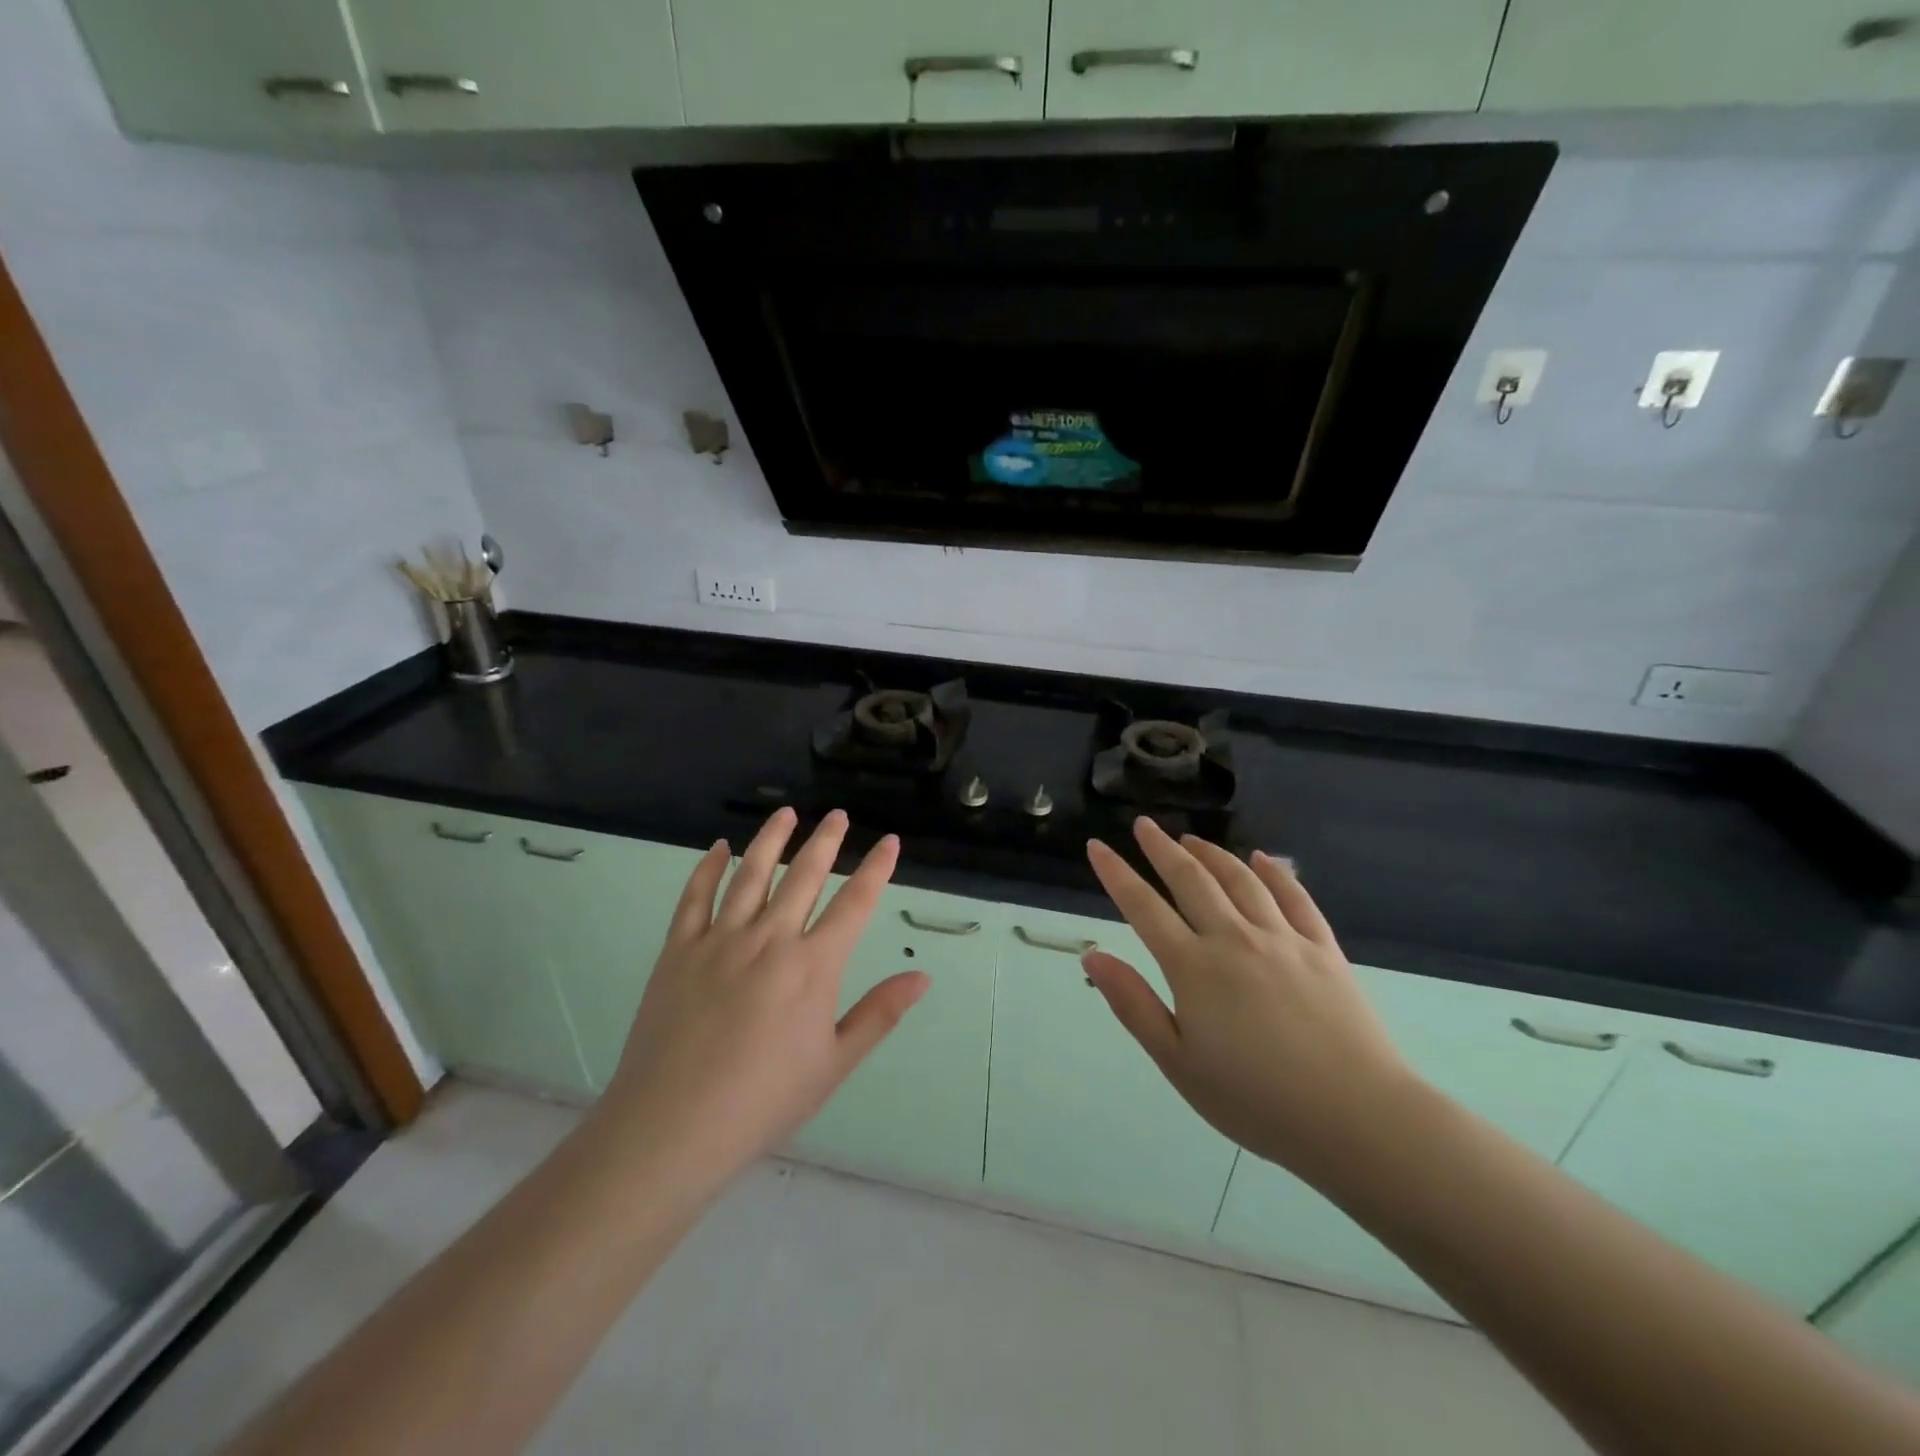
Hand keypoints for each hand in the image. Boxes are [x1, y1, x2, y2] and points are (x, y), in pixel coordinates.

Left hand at [596, 808, 927, 1193]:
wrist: (673, 1125)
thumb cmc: (764, 1100)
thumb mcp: (834, 1063)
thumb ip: (879, 1014)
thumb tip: (922, 976)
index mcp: (813, 966)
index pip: (854, 903)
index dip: (876, 869)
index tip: (888, 841)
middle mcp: (770, 939)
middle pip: (804, 875)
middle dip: (826, 840)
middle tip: (837, 815)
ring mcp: (720, 940)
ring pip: (751, 874)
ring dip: (771, 839)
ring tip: (786, 813)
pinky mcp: (679, 950)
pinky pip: (695, 897)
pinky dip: (709, 868)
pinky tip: (720, 848)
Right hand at [1083, 818, 1414, 1182]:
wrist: (1357, 1118)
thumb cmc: (1256, 1101)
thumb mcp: (1178, 1063)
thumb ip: (1133, 1005)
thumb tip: (1093, 956)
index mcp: (1194, 967)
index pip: (1143, 907)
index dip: (1117, 873)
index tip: (1097, 846)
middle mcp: (1234, 938)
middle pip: (1190, 879)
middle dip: (1161, 848)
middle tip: (1143, 825)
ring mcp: (1283, 939)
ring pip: (1239, 880)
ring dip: (1211, 853)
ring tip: (1190, 838)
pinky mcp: (1323, 949)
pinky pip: (1294, 897)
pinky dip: (1273, 872)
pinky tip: (1260, 859)